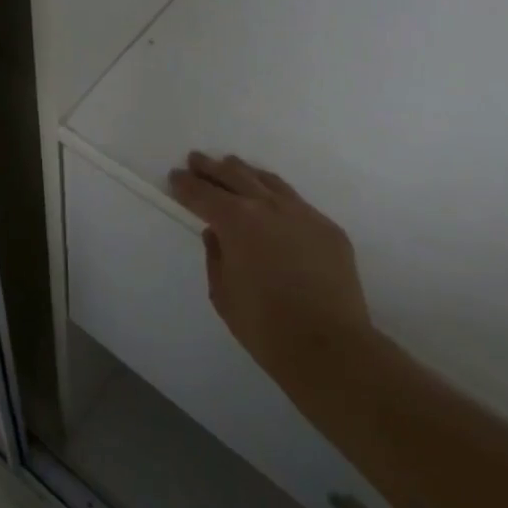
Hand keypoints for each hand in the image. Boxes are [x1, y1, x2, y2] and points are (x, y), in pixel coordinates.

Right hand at [170, 153, 374, 399]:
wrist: (331, 347)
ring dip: (245, 172)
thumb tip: (216, 234)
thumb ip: (215, 256)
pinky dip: (276, 195)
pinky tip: (272, 200)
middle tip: (197, 159)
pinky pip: (296, 202)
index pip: (202, 193)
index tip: (176, 175)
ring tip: (233, 166)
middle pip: (234, 176)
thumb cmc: (264, 325)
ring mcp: (302, 214)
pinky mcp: (328, 229)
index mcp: (235, 221)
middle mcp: (267, 207)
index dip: (186, 184)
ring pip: (268, 181)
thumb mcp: (222, 293)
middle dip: (212, 168)